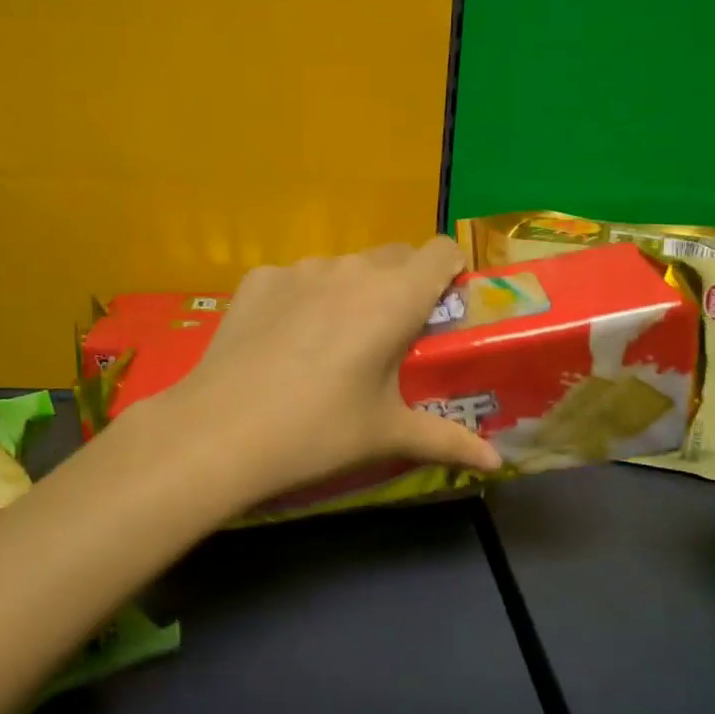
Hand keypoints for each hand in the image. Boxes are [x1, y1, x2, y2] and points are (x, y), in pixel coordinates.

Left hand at [150, 237, 502, 503]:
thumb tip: (494, 462)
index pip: (440, 251)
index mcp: (394, 297)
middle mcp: (350, 269)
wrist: (221, 431)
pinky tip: (282, 342)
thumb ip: (447, 439)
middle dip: (402, 284)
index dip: (448, 273)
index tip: (442, 308)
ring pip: (343, 266)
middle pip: (393, 256)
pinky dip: (302, 298)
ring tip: (331, 343)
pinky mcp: (257, 278)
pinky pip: (296, 278)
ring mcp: (299, 268)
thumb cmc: (319, 431)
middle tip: (389, 335)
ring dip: (351, 290)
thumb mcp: (386, 435)